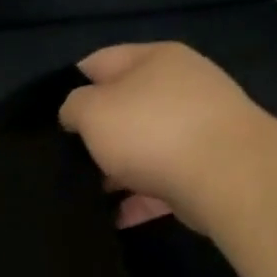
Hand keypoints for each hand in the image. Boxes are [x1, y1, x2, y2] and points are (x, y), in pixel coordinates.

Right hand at [58, 42, 266, 227]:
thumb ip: (74, 106)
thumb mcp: (93, 110)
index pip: (99, 62)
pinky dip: (138, 199)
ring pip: (143, 148)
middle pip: (125, 107)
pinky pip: (162, 183)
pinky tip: (116, 218)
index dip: (70, 86)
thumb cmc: (151, 131)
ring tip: (87, 194)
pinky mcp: (207, 168)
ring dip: (116, 171)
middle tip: (65, 160)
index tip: (49, 118)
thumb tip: (76, 113)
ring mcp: (198, 128)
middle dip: (95, 134)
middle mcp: (180, 87)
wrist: (227, 175)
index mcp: (154, 59)